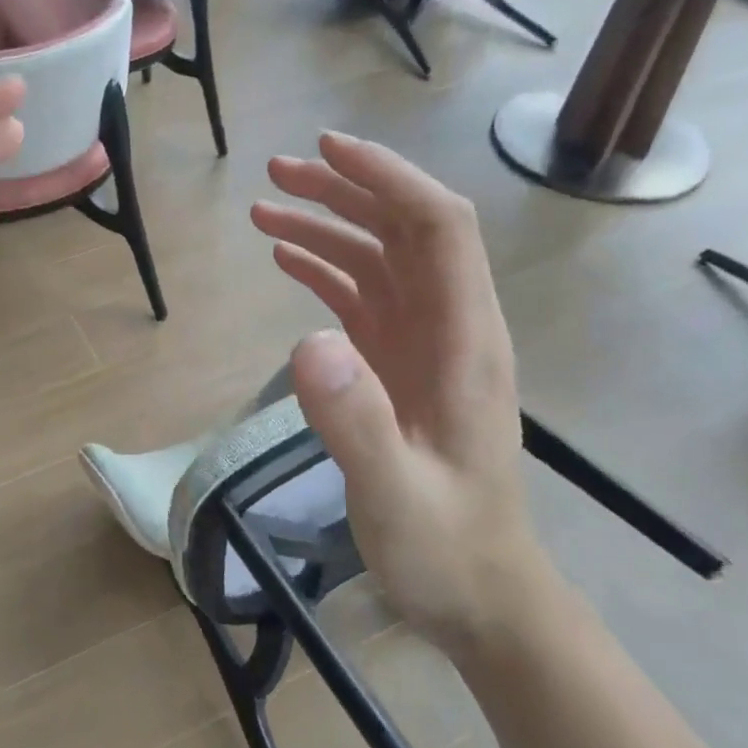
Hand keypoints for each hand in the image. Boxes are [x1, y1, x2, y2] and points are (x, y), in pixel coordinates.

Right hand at [250, 132, 552, 653]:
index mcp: (464, 342)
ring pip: (381, 260)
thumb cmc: (446, 548)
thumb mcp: (396, 494)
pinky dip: (326, 270)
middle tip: (275, 174)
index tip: (326, 152)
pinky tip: (288, 260)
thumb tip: (309, 339)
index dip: (387, 179)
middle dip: (346, 191)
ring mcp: (425, 347)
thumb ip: (355, 420)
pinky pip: (364, 300)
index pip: (437, 228)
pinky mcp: (400, 369)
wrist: (481, 595)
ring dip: (329, 226)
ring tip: (265, 209)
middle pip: (406, 231)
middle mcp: (450, 329)